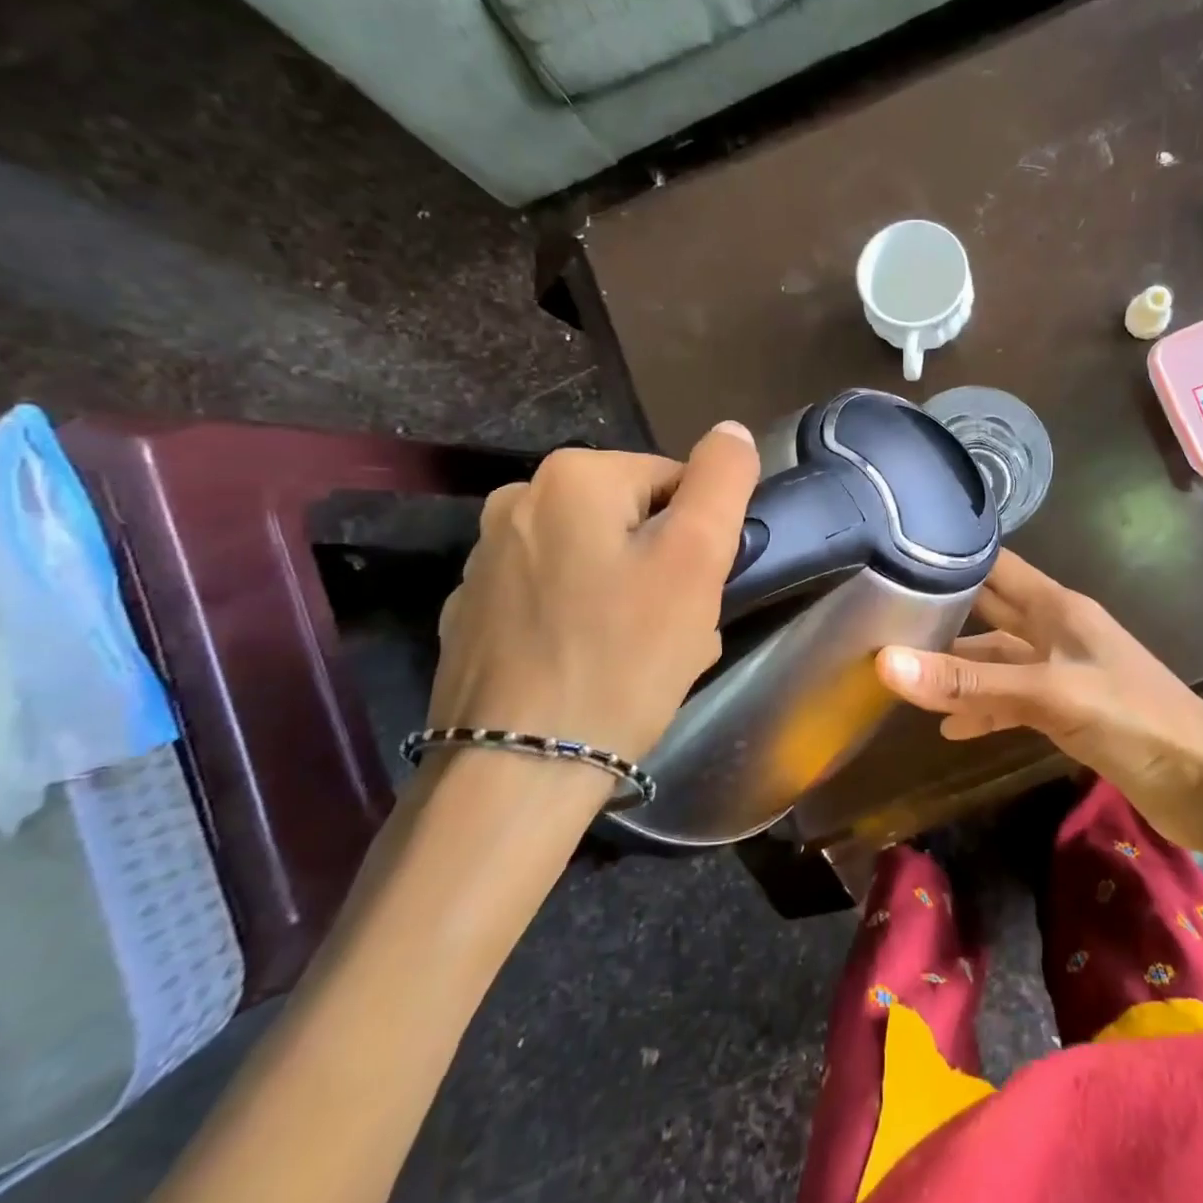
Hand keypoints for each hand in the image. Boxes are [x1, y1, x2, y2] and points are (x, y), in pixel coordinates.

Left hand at [429, 423, 759, 763]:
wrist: (517, 771)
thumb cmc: (623, 657)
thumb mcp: (696, 559)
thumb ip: (722, 481)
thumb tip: (730, 431)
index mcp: (572, 476)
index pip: (675, 482)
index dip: (701, 538)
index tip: (698, 594)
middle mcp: (516, 502)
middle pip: (632, 523)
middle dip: (665, 570)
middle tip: (675, 632)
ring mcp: (485, 561)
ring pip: (596, 562)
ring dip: (630, 598)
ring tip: (637, 659)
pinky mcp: (472, 615)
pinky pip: (555, 600)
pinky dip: (583, 623)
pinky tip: (591, 671)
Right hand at [874, 550, 1202, 879]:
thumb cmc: (1133, 719)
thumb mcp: (1047, 695)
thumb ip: (970, 681)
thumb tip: (885, 663)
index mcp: (1057, 607)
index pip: (995, 566)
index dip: (950, 558)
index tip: (893, 558)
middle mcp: (1054, 630)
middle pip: (989, 612)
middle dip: (942, 614)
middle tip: (880, 618)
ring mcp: (1060, 671)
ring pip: (996, 660)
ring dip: (957, 669)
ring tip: (902, 677)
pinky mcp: (1065, 709)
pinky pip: (1012, 700)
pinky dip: (983, 710)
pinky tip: (949, 728)